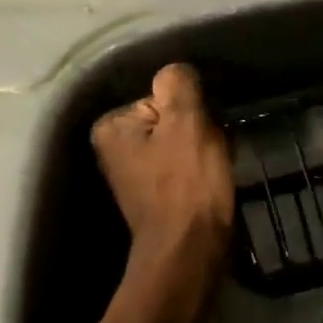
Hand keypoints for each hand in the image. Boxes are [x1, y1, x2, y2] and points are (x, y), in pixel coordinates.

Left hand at [90, 63, 233, 277]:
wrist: (191, 250)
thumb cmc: (187, 185)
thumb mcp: (187, 123)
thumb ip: (179, 85)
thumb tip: (177, 71)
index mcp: (111, 127)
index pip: (163, 94)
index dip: (191, 110)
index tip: (202, 133)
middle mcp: (114, 148)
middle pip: (171, 117)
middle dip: (197, 129)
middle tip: (209, 152)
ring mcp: (134, 172)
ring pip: (181, 140)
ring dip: (203, 149)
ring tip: (211, 168)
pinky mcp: (155, 192)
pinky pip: (183, 164)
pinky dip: (199, 169)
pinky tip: (208, 183)